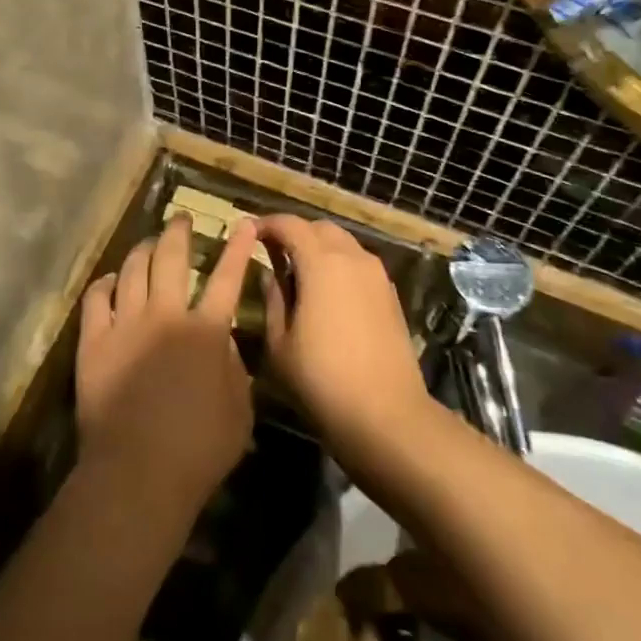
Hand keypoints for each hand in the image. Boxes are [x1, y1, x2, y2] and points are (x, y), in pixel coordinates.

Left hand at [75, 215, 255, 511]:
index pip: (228, 277)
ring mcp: (126, 324)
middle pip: (172, 258)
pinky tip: (112, 280)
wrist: (137, 472)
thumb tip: (223, 339)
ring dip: (143, 250)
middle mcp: (166, 315)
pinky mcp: (94, 341)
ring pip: (134, 270)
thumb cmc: (199, 450)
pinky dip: (106, 283)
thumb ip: (235, 369)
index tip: (244, 222)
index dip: (238, 248)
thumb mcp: (240, 412)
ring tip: (148, 243)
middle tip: (180, 218)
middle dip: (178, 231)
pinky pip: (97, 297)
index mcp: (206, 331)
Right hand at [257, 216, 429, 459]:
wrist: (387, 415)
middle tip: (272, 253)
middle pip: (319, 228)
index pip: (290, 225)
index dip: (267, 224)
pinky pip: (358, 263)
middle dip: (294, 233)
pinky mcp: (391, 294)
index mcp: (321, 263)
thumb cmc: (322, 380)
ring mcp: (377, 275)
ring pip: (343, 243)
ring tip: (298, 273)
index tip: (249, 233)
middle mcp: (352, 258)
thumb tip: (270, 274)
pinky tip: (327, 294)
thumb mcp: (280, 344)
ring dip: (318, 248)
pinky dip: (338, 265)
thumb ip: (272, 299)